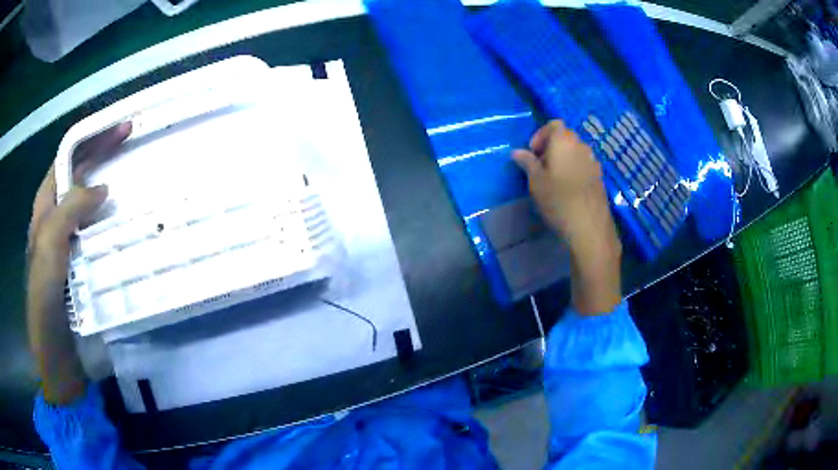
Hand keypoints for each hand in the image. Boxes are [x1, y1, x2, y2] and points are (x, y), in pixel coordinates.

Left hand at [27, 122, 130, 403]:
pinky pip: (101, 237)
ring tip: (138, 183)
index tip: (121, 128)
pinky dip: (115, 227)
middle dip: (106, 157)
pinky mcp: (85, 267)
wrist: (55, 354)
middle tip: (136, 144)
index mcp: (46, 207)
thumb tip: (103, 189)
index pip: (68, 158)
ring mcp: (72, 244)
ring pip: (92, 207)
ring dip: (113, 192)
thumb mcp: (48, 247)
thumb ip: (70, 209)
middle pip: (81, 177)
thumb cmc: (44, 300)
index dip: (92, 139)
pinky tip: (131, 227)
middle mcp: (58, 219)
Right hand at [513, 120, 621, 314]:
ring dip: (563, 158)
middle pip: (565, 136)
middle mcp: (581, 146)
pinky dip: (574, 169)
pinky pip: (583, 164)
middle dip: (551, 146)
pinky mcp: (600, 177)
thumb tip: (517, 152)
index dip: (540, 135)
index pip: (553, 124)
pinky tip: (569, 189)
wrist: (589, 228)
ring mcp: (593, 161)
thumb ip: (527, 163)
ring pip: (575, 151)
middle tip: (540, 166)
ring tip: (554, 179)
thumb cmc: (558, 200)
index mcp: (564, 141)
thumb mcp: (535, 182)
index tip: (533, 154)